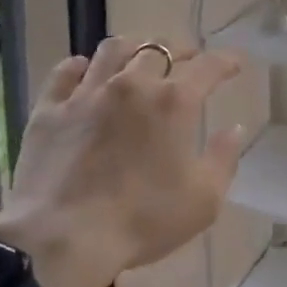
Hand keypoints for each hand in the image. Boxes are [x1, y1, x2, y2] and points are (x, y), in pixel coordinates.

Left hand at [0, 38, 244, 286]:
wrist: (62, 238)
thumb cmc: (142, 221)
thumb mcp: (202, 201)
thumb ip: (224, 159)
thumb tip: (235, 129)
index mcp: (173, 102)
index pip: (207, 67)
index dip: (225, 61)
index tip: (235, 62)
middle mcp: (132, 84)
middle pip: (159, 49)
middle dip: (179, 50)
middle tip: (187, 60)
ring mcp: (87, 93)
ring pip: (112, 50)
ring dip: (132, 47)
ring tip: (138, 55)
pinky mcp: (50, 109)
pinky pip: (64, 72)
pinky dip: (78, 67)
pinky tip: (83, 71)